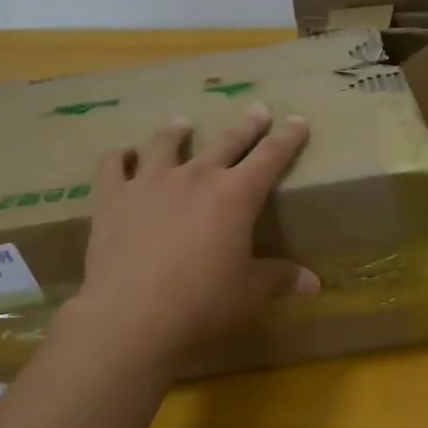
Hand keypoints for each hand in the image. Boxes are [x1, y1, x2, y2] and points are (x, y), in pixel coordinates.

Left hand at [66, 105, 317, 369]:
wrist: (131, 317)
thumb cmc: (201, 304)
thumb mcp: (249, 293)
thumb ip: (279, 279)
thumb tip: (314, 284)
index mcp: (235, 196)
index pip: (271, 157)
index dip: (287, 138)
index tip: (297, 120)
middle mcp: (196, 177)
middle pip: (226, 141)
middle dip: (246, 126)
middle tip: (257, 110)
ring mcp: (150, 182)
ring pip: (167, 144)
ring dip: (177, 132)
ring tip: (183, 123)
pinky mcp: (113, 197)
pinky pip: (114, 165)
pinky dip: (120, 156)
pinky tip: (123, 153)